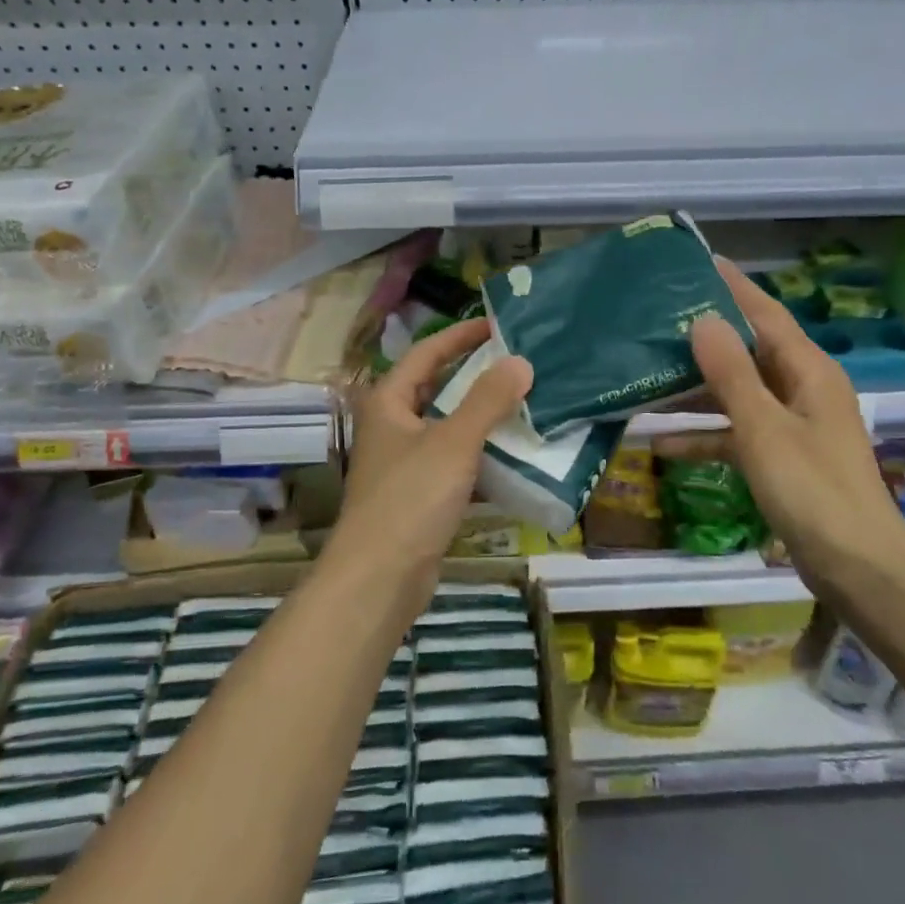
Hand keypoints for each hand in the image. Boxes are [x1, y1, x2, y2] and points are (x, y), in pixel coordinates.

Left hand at [332, 317, 532, 574]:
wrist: (379, 579)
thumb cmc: (410, 498)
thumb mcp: (453, 442)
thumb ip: (488, 400)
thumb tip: (521, 362)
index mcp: (389, 402)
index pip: (427, 352)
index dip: (460, 335)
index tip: (497, 324)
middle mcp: (392, 425)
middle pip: (437, 387)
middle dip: (475, 374)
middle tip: (518, 362)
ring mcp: (405, 461)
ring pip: (448, 425)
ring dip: (482, 414)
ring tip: (525, 401)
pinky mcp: (419, 494)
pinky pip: (454, 460)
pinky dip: (481, 452)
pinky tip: (514, 452)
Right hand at [654, 261, 904, 581]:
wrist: (858, 568)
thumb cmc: (812, 490)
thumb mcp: (764, 427)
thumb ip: (731, 373)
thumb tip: (703, 320)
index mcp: (808, 371)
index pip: (766, 314)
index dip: (734, 287)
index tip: (700, 262)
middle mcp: (803, 389)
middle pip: (748, 352)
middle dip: (705, 338)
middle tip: (657, 319)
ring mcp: (793, 426)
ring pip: (738, 394)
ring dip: (696, 391)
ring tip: (647, 377)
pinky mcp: (783, 459)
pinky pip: (737, 434)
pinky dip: (706, 435)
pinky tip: (661, 443)